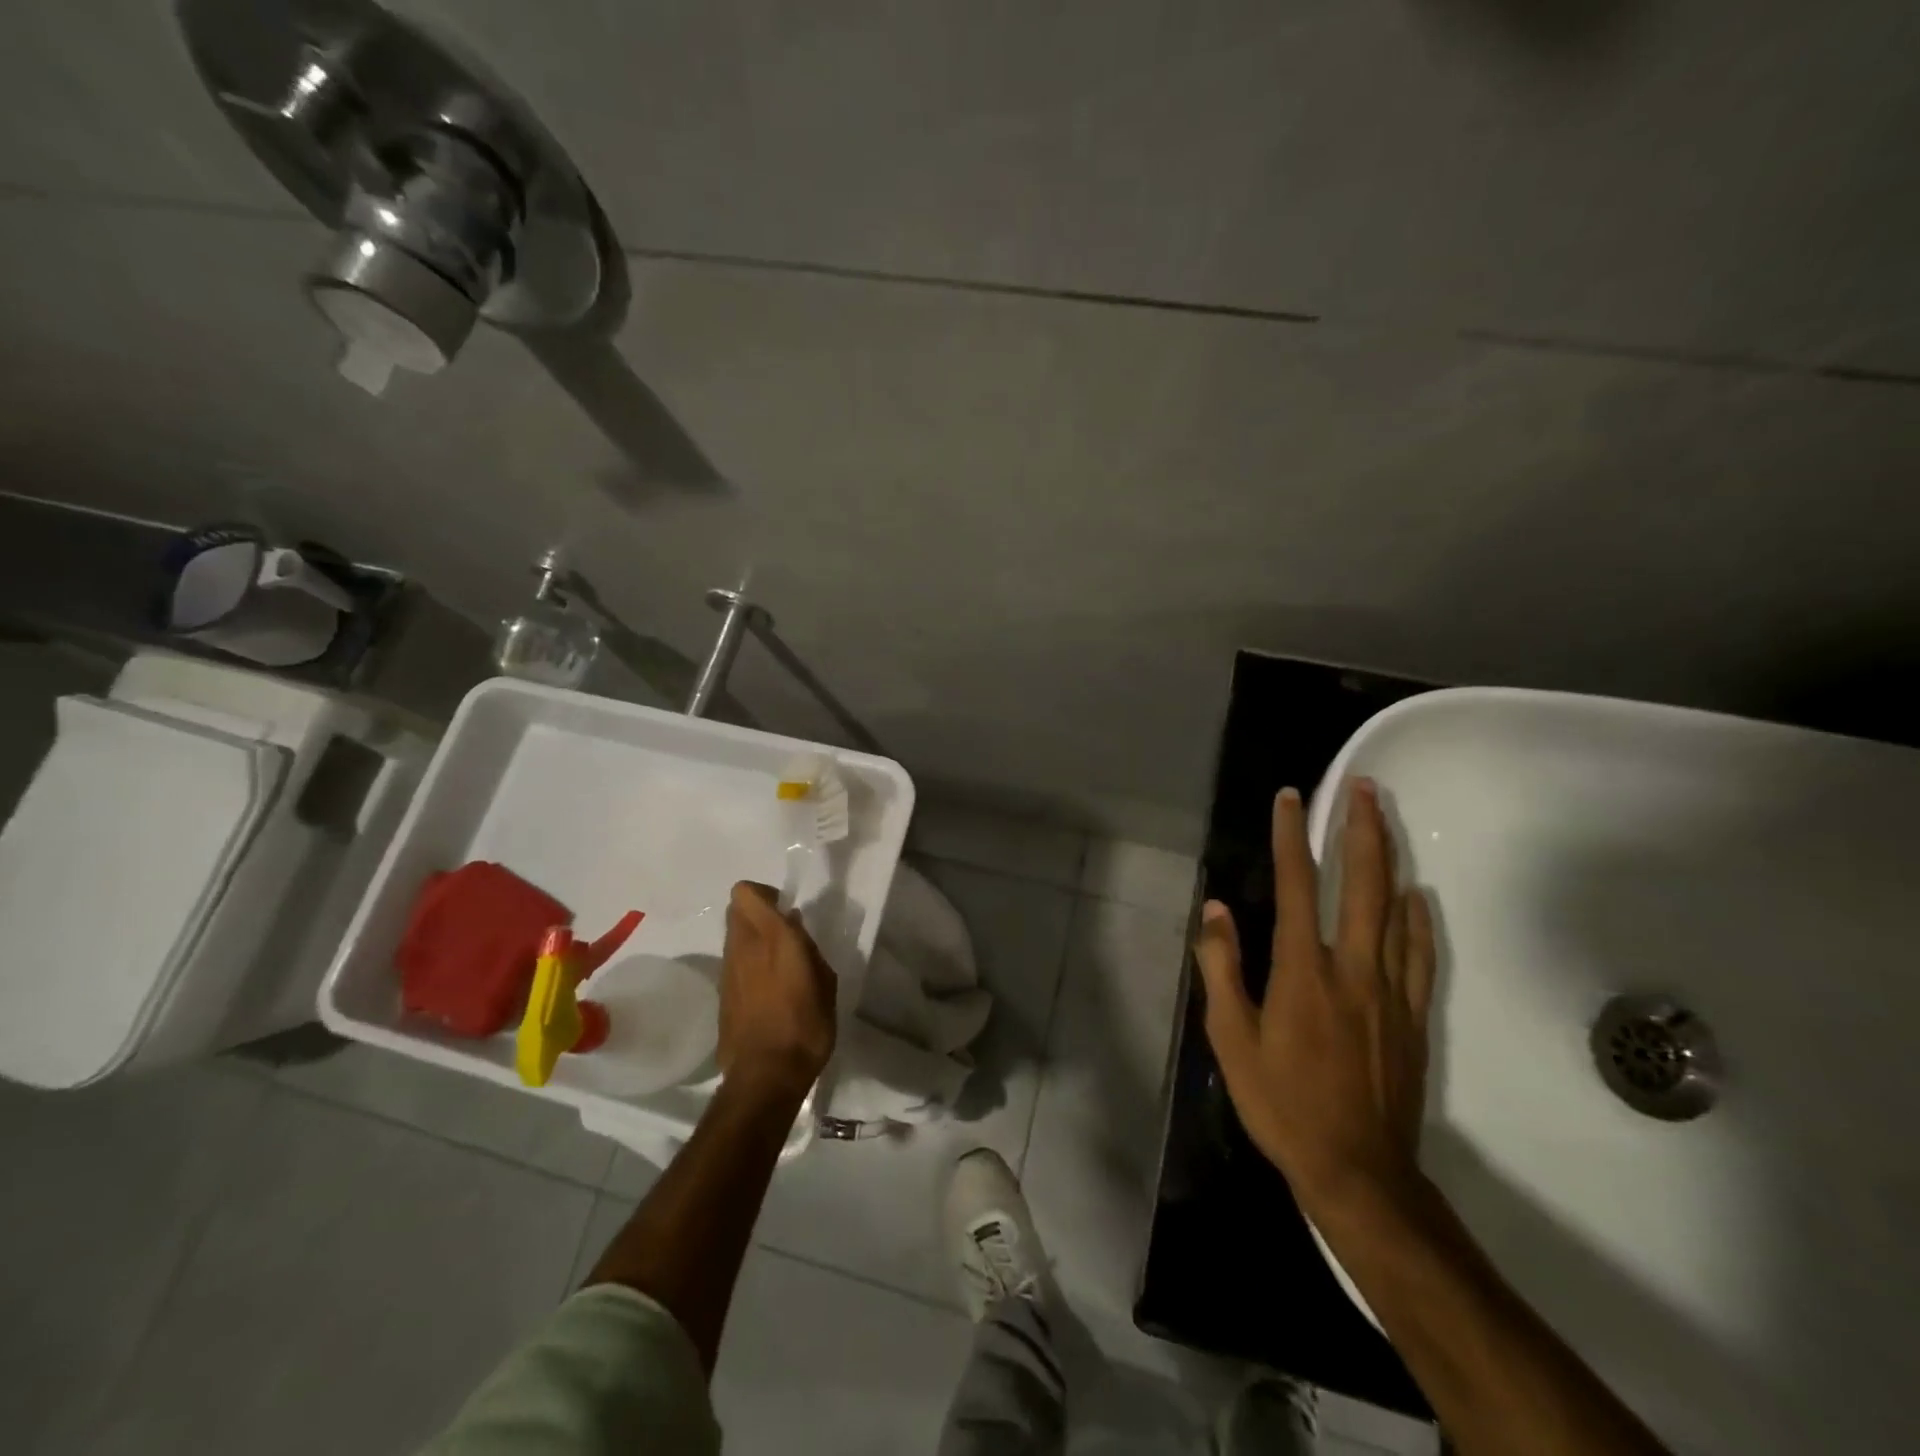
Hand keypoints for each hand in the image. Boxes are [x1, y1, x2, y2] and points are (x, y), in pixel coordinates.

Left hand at [717, 881, 836, 1101]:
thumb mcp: (825, 982)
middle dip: (757, 911)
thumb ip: (809, 949)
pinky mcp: (722, 994)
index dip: (764, 893)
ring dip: (751, 938)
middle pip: (736, 909)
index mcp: (773, 937)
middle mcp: (744, 947)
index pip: (746, 893)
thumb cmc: (806, 1026)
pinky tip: (767, 988)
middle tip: (783, 931)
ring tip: (777, 962)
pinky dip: (747, 963)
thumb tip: (795, 928)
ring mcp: (728, 971)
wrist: (766, 1076)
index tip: (786, 908)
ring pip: (733, 935)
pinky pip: (733, 962)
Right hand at [1193, 779, 1435, 1218]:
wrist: (1358, 1171)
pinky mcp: (1412, 1016)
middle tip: (1363, 786)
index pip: (1297, 885)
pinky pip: (1420, 954)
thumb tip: (1215, 909)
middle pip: (1363, 884)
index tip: (1289, 797)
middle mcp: (1352, 968)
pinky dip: (1418, 917)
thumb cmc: (1282, 1103)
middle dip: (1361, 828)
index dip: (1291, 836)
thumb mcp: (1231, 1039)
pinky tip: (1416, 896)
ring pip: (1397, 910)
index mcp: (1303, 971)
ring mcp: (1390, 991)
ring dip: (1390, 859)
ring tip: (1386, 820)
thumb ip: (1222, 969)